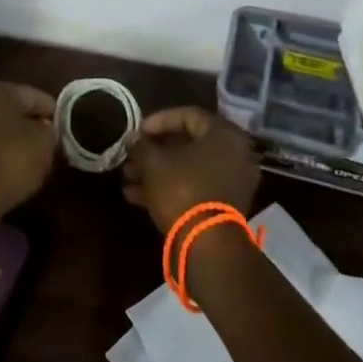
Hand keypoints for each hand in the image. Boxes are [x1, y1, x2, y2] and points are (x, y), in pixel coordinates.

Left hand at [0, 82, 57, 222]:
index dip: (54, 114)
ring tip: (31, 162)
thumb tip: (45, 128)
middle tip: (49, 145)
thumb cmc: (10, 160)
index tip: (65, 132)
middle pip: (13, 112)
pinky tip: (9, 173)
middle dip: (30, 126)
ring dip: (12, 142)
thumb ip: (49, 129)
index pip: (36, 96)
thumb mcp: (45, 142)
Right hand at [122, 106, 260, 234]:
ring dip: (157, 172)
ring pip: (188, 168)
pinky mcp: (225, 207)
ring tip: (128, 179)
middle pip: (187, 144)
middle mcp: (234, 153)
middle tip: (131, 157)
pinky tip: (137, 197)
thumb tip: (132, 138)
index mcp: (224, 134)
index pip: (187, 115)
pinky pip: (195, 187)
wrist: (208, 245)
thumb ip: (141, 146)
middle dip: (154, 151)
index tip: (136, 132)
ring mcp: (232, 182)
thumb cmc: (183, 190)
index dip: (157, 121)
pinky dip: (169, 188)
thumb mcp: (154, 163)